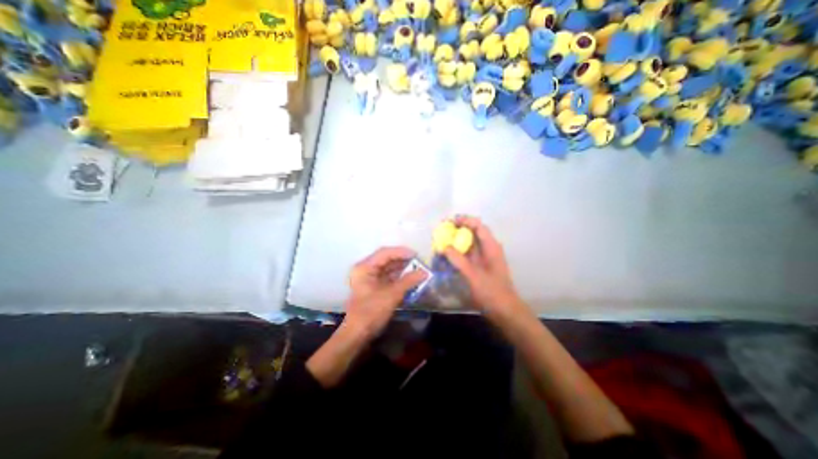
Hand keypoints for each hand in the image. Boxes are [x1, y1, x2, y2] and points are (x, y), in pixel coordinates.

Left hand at [343, 248, 428, 340]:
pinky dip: (399, 278)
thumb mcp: (391, 295)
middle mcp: (365, 269)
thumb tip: (425, 272)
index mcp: (365, 267)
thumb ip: (408, 281)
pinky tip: (410, 280)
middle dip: (403, 261)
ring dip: (402, 270)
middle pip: (387, 259)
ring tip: (418, 270)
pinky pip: (388, 277)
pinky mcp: (373, 287)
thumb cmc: (371, 312)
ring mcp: (369, 278)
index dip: (401, 252)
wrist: (357, 334)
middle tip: (419, 263)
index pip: (385, 253)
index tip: (416, 255)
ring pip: (388, 269)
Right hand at [446, 218, 526, 320]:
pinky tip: (448, 255)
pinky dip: (458, 251)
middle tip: (441, 230)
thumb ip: (459, 260)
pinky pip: (468, 253)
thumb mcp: (474, 275)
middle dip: (457, 229)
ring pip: (469, 242)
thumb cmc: (492, 292)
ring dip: (456, 240)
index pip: (477, 225)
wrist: (504, 310)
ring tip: (442, 240)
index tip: (448, 222)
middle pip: (473, 232)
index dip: (463, 220)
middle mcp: (488, 248)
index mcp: (491, 246)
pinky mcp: (480, 265)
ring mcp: (484, 257)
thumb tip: (445, 247)